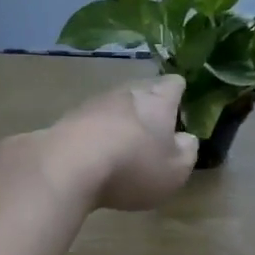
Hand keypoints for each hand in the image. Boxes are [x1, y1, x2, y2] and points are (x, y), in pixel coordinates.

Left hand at [45, 74, 197, 211]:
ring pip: (116, 104)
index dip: (180, 93)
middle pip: (144, 90)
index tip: (181, 110)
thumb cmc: (133, 165)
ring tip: (125, 144)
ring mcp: (95, 101)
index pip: (174, 83)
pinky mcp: (70, 117)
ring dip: (122, 119)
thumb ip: (187, 151)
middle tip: (155, 129)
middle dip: (150, 106)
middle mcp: (128, 92)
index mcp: (158, 99)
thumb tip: (186, 138)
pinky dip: (97, 133)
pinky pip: (92, 121)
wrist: (68, 165)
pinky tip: (96, 154)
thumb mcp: (175, 171)